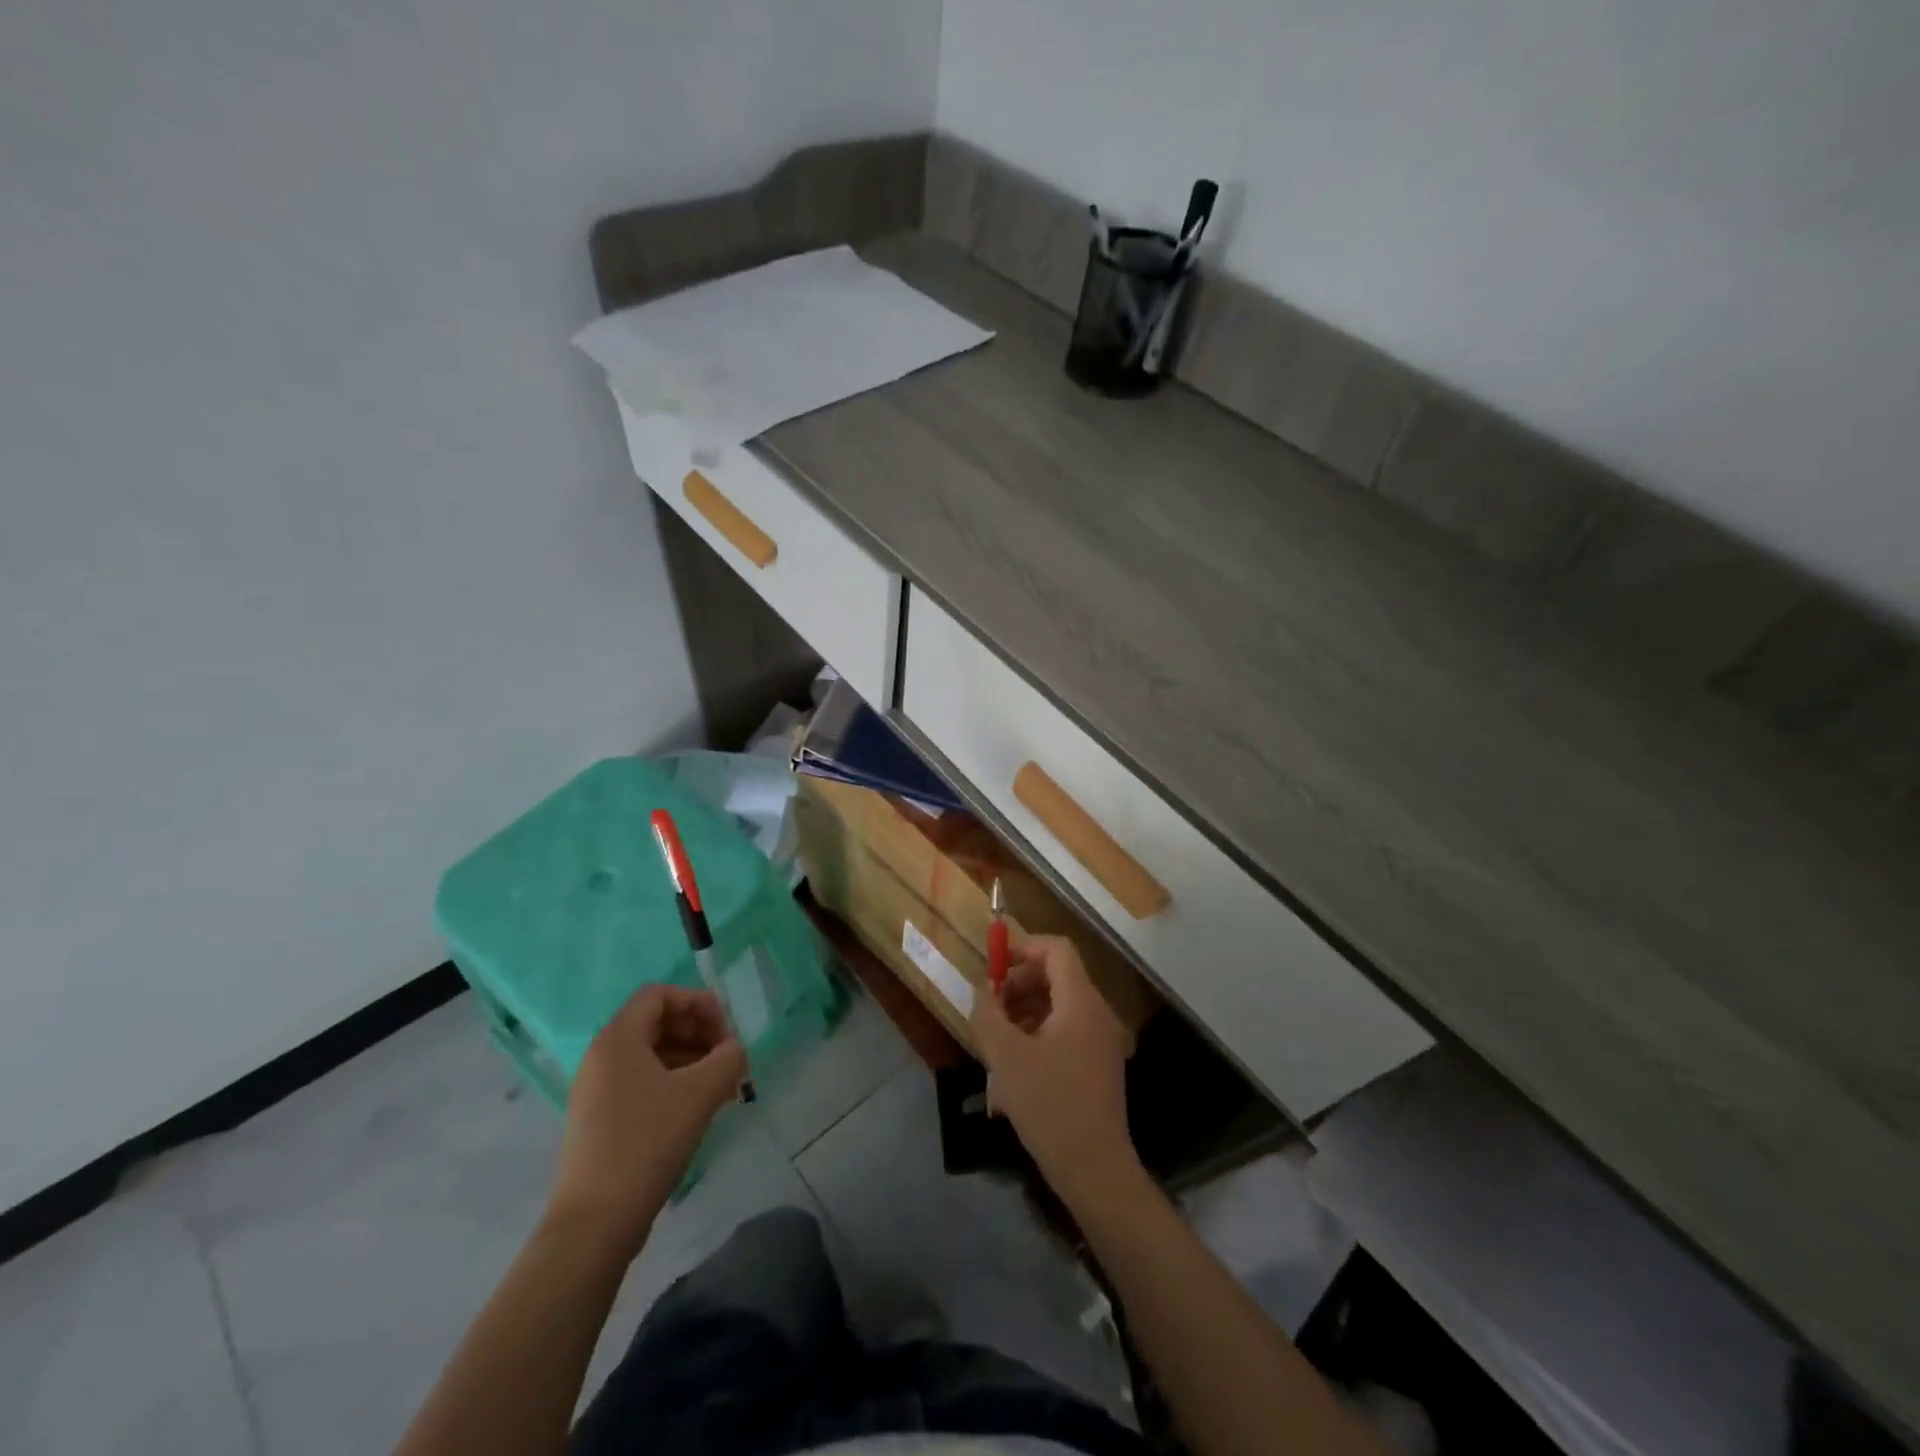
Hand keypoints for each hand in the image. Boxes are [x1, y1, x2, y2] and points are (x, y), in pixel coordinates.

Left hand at [545, 985, 746, 1257]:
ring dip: (690, 1059)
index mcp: (618, 1039)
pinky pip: (642, 1082)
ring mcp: (597, 1090)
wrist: (595, 1222)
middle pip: (656, 1022)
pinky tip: (697, 1108)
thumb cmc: (647, 1142)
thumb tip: (735, 1051)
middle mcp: (602, 1057)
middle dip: (698, 1032)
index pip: (659, 994)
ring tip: (721, 1085)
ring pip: (651, 1054)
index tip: (726, 1028)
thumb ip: (728, 1059)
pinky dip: (673, 1082)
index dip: (697, 1002)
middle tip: (728, 1057)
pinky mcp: (600, 1119)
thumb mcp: (700, 1093)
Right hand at [970, 933, 1142, 1206]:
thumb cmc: (1049, 1105)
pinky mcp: (1096, 1067)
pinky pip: (1063, 1035)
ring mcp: (1100, 1042)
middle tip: (989, 1009)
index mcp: (1080, 1002)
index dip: (1022, 947)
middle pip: (1056, 976)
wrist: (1095, 1169)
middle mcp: (1096, 1014)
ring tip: (993, 1044)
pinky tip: (1011, 1075)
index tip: (991, 966)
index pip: (1056, 949)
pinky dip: (1036, 1040)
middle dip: (1018, 985)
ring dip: (1023, 1015)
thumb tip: (981, 989)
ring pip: (1056, 1008)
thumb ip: (988, 1014)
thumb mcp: (1006, 1057)